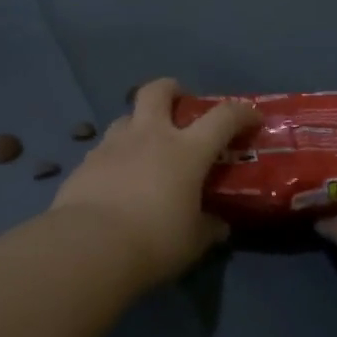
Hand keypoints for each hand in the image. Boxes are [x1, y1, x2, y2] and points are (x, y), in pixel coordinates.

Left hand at [51, 79, 259, 284]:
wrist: (89, 246)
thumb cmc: (154, 241)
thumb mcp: (193, 242)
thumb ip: (209, 228)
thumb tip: (219, 225)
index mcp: (186, 151)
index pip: (223, 117)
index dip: (241, 112)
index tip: (251, 118)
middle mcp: (149, 136)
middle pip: (158, 91)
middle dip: (171, 89)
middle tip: (179, 104)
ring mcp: (113, 145)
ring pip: (126, 117)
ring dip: (139, 124)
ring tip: (143, 147)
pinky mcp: (85, 162)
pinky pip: (104, 147)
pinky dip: (115, 155)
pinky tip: (116, 178)